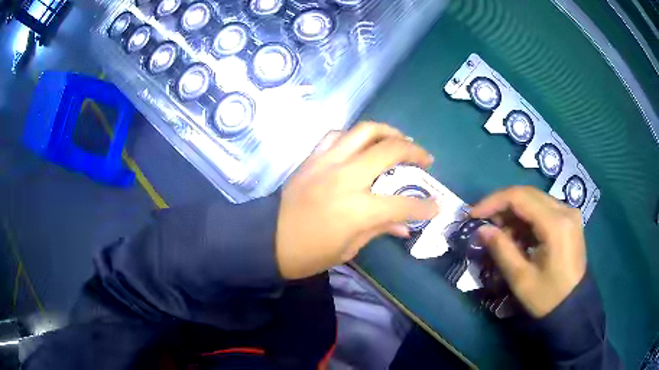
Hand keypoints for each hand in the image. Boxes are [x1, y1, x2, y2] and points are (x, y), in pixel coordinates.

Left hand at [276, 122, 438, 279]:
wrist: (268, 240)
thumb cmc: (309, 254)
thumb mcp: (350, 248)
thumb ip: (380, 229)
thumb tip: (406, 225)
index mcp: (357, 209)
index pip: (403, 203)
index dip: (425, 205)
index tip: (437, 205)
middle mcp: (345, 178)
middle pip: (390, 150)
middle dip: (415, 152)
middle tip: (425, 159)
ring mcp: (326, 162)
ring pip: (364, 131)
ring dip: (388, 132)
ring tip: (400, 141)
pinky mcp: (312, 158)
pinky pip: (337, 135)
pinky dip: (355, 136)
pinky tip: (362, 145)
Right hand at [471, 186, 585, 317]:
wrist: (573, 306)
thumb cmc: (547, 297)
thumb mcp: (521, 279)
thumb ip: (502, 250)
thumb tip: (482, 229)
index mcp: (555, 224)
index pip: (520, 197)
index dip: (493, 202)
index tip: (473, 215)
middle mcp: (565, 210)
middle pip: (527, 194)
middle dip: (502, 206)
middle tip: (484, 224)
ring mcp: (569, 213)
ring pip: (535, 200)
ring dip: (514, 213)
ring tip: (500, 235)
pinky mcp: (569, 220)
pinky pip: (543, 209)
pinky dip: (526, 219)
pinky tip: (518, 237)